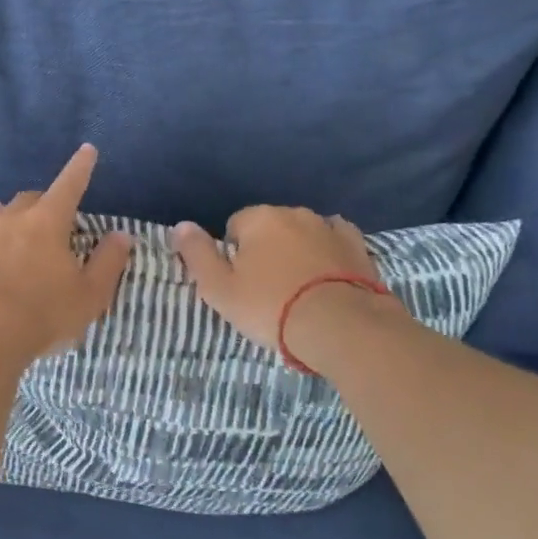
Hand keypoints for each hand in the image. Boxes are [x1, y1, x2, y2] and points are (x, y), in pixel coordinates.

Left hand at [0, 144, 134, 367]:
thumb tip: (122, 234)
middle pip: (28, 197)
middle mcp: (11, 216)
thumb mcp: (89, 297)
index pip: (70, 185)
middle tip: (43, 232)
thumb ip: (108, 263)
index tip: (87, 151)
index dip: (80, 167)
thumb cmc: (42, 318)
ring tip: (1, 237)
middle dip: (39, 208)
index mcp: (49, 223)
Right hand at [173, 206, 403, 357]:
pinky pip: (335, 240)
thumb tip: (180, 225)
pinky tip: (327, 275)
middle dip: (266, 250)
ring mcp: (329, 226)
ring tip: (300, 289)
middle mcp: (294, 213)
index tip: (241, 284)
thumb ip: (196, 254)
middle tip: (268, 290)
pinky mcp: (357, 245)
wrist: (339, 325)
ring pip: (303, 233)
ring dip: (297, 251)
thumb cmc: (270, 306)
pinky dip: (329, 252)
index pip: (234, 227)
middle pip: (270, 228)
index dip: (234, 256)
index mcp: (259, 218)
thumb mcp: (219, 288)